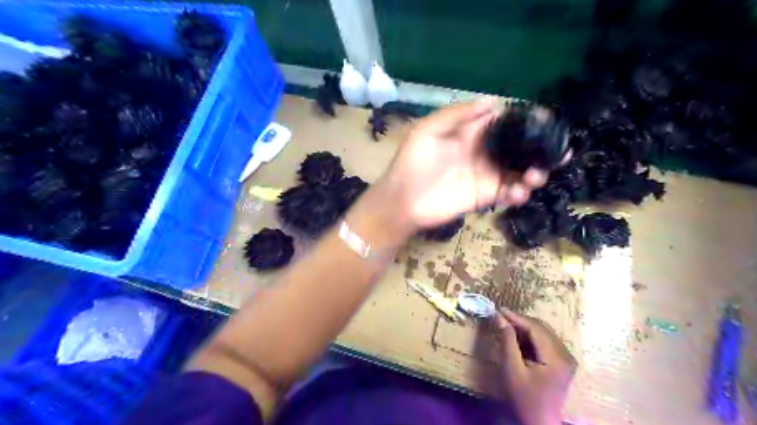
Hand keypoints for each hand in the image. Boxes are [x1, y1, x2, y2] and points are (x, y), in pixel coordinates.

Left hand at [379, 97, 550, 230]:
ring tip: (537, 176)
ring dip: (534, 173)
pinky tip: (518, 193)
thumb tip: (493, 101)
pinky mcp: (484, 197)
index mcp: (470, 133)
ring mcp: (485, 175)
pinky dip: (518, 193)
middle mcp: (483, 152)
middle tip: (559, 150)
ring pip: (518, 171)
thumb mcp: (427, 130)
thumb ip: (457, 115)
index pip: (503, 122)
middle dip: (539, 148)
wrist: (403, 200)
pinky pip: (507, 193)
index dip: (524, 119)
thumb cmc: (412, 162)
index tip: (545, 118)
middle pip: (517, 147)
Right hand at [491, 309, 573, 424]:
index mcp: (556, 358)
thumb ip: (507, 341)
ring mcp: (566, 358)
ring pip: (544, 333)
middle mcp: (566, 355)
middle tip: (500, 316)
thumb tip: (499, 318)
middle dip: (520, 321)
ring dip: (525, 327)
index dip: (516, 317)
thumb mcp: (512, 369)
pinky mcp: (563, 362)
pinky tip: (518, 337)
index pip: (535, 328)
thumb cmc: (524, 398)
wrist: (539, 423)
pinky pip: (546, 341)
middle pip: (541, 328)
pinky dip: (531, 336)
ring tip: (506, 324)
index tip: (498, 309)